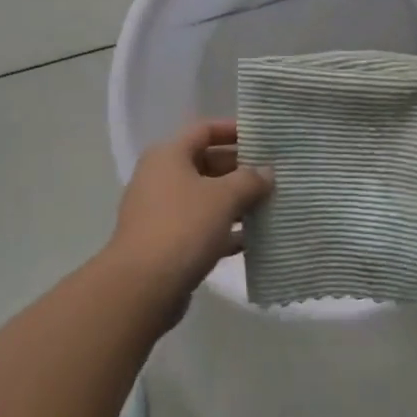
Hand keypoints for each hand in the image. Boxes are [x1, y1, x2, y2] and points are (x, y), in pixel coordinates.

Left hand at [107, 119, 272, 314]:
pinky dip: (225, 230)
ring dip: (236, 202)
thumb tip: (266, 172)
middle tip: (274, 175)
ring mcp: (162, 212)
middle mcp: (161, 178)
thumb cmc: (183, 227)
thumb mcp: (223, 198)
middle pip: (206, 163)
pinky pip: (202, 228)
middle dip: (240, 169)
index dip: (233, 130)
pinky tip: (253, 239)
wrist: (142, 287)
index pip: (204, 130)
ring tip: (271, 205)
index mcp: (169, 156)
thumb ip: (249, 180)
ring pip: (206, 198)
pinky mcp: (167, 244)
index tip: (263, 137)